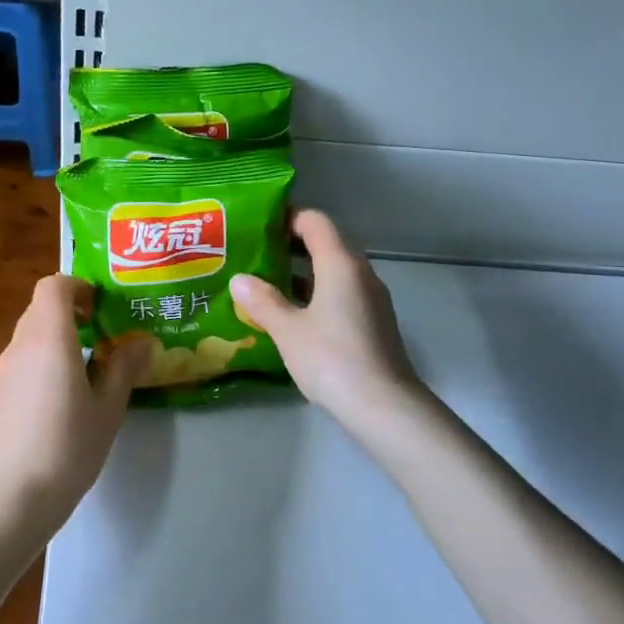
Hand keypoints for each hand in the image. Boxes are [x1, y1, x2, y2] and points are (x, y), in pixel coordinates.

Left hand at [0, 274, 147, 541]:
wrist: (14, 497)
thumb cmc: (68, 446)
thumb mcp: (108, 407)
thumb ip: (123, 368)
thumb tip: (141, 343)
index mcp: (49, 338)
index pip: (53, 286)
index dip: (78, 286)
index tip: (102, 306)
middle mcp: (22, 344)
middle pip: (41, 307)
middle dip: (72, 310)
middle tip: (105, 331)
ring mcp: (6, 369)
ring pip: (32, 332)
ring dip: (60, 334)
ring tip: (92, 362)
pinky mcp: (0, 393)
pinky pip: (25, 356)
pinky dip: (46, 356)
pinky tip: (69, 391)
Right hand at [231, 209, 429, 438]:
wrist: (385, 406)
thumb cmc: (332, 359)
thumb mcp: (288, 330)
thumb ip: (262, 301)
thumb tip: (239, 279)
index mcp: (340, 264)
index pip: (315, 221)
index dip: (286, 217)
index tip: (257, 226)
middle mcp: (360, 273)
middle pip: (325, 243)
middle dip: (289, 246)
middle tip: (253, 256)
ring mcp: (371, 298)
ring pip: (333, 271)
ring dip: (301, 273)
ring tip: (265, 285)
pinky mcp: (374, 321)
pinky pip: (341, 293)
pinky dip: (316, 294)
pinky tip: (292, 315)